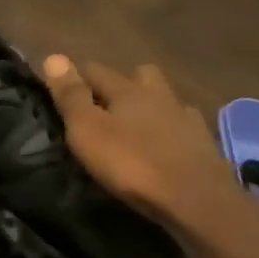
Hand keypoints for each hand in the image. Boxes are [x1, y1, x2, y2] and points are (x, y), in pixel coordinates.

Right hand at [41, 57, 258, 253]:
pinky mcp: (205, 144)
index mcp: (128, 90)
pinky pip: (184, 126)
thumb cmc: (132, 164)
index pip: (97, 70)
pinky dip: (173, 130)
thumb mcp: (88, 131)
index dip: (78, 75)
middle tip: (107, 103)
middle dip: (123, 82)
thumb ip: (71, 96)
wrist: (197, 200)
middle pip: (140, 75)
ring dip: (151, 105)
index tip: (64, 86)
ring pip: (165, 99)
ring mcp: (186, 118)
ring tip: (138, 125)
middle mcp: (159, 95)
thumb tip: (54, 56)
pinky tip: (167, 145)